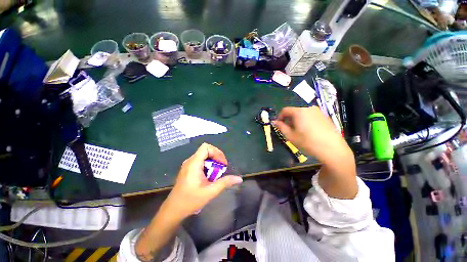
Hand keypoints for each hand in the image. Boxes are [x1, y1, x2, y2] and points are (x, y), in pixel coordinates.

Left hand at [163, 143, 242, 219]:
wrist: (173, 210)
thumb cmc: (190, 201)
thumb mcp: (210, 191)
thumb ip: (225, 183)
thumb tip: (239, 179)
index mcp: (194, 163)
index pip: (206, 147)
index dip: (216, 152)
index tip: (222, 163)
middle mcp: (190, 161)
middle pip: (206, 150)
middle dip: (216, 157)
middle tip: (222, 168)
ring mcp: (188, 165)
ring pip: (204, 156)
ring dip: (213, 162)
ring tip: (217, 173)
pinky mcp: (188, 169)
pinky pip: (200, 161)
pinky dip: (208, 165)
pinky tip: (209, 176)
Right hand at [273, 106, 356, 198]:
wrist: (333, 149)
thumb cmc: (308, 142)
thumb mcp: (290, 136)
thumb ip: (281, 127)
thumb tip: (274, 121)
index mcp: (299, 112)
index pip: (285, 110)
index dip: (280, 117)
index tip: (279, 125)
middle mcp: (308, 108)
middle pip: (294, 111)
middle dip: (289, 119)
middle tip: (289, 130)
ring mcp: (318, 111)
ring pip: (302, 114)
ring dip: (297, 120)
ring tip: (299, 132)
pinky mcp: (325, 116)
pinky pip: (310, 116)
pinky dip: (306, 121)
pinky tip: (309, 131)